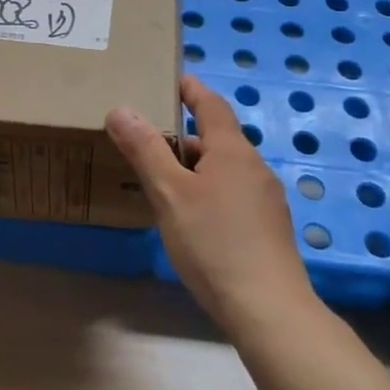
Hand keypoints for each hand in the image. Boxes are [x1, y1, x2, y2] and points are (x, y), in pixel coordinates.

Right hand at [106, 75, 316, 337]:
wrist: (268, 310)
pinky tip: (189, 217)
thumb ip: (145, 149)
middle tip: (145, 138)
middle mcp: (254, 167)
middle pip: (216, 137)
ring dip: (193, 166)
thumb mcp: (169, 193)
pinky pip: (232, 193)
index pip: (210, 104)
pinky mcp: (267, 228)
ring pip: (223, 168)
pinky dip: (207, 190)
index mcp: (232, 150)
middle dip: (182, 134)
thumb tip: (121, 108)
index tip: (170, 79)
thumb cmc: (213, 243)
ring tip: (160, 179)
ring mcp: (265, 199)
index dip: (190, 89)